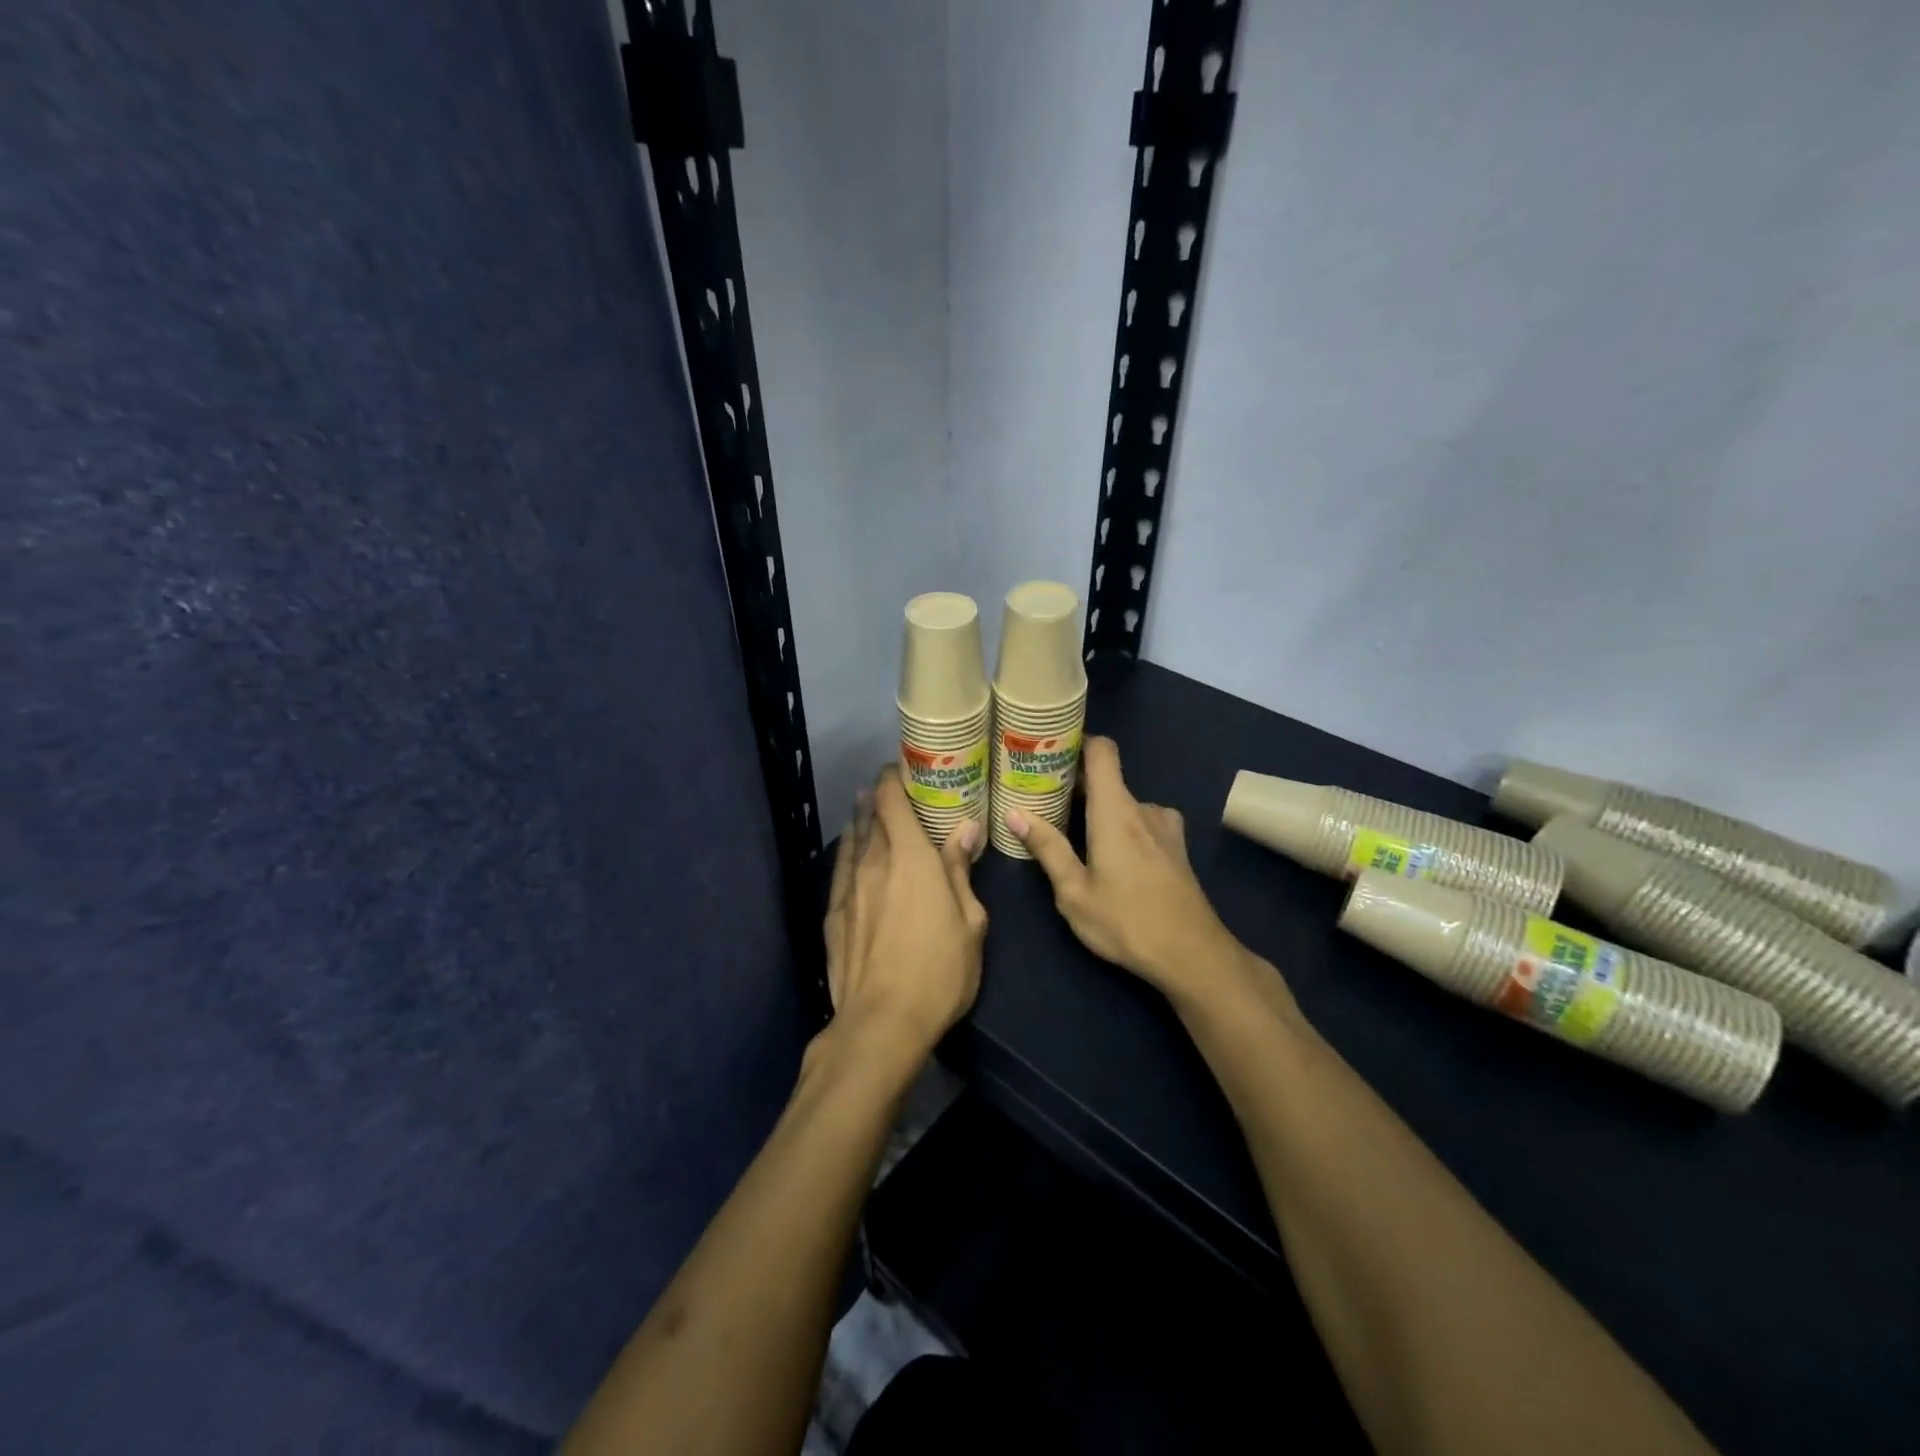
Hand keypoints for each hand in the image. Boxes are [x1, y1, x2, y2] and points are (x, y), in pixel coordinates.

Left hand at [823, 765, 987, 1058]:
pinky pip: (839, 868)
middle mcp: (875, 862)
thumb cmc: (940, 971)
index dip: (893, 778)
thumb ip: (961, 870)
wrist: (881, 1022)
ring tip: (866, 808)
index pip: (893, 800)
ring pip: (852, 840)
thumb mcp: (970, 922)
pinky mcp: (833, 914)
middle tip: (892, 790)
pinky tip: (850, 851)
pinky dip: (847, 851)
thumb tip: (965, 828)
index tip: (902, 769)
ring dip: (860, 820)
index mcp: (912, 858)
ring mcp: (849, 888)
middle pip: (870, 815)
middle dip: (879, 797)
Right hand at [1009, 737, 1280, 1012]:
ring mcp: (1165, 827)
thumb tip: (1015, 814)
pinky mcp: (1177, 847)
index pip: (1102, 750)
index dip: (1079, 741)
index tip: (1051, 751)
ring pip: (1125, 804)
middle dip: (1077, 786)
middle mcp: (1143, 808)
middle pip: (1108, 779)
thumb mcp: (1074, 892)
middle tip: (1045, 802)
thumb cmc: (1126, 922)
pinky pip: (1143, 822)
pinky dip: (1123, 827)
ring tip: (1075, 834)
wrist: (1193, 955)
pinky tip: (1112, 858)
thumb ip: (1047, 848)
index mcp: (1115, 810)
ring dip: (1101, 812)